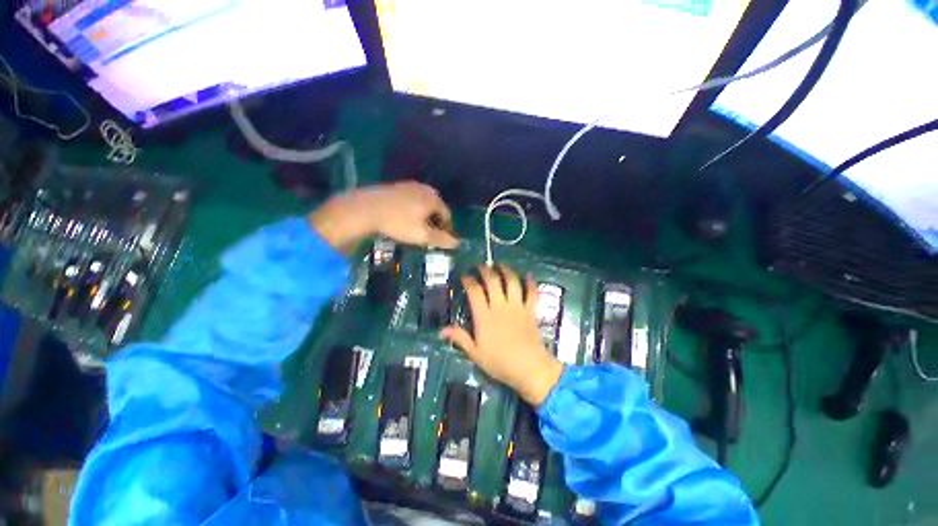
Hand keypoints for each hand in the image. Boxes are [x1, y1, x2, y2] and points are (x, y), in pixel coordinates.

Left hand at [309, 181, 459, 252]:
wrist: (366, 209)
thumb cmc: (399, 223)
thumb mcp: (423, 235)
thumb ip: (442, 239)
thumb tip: (458, 243)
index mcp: (434, 198)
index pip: (447, 215)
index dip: (445, 229)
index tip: (438, 240)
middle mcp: (425, 188)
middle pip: (436, 208)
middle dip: (434, 222)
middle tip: (427, 235)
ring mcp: (409, 185)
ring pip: (423, 204)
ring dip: (423, 216)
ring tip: (414, 229)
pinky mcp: (397, 186)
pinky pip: (411, 200)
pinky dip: (412, 210)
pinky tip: (403, 218)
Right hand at [440, 264, 562, 405]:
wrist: (529, 368)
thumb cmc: (499, 362)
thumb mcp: (475, 353)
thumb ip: (459, 338)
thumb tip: (441, 331)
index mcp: (484, 316)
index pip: (474, 291)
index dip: (468, 280)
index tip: (465, 275)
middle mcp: (500, 306)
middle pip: (492, 281)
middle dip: (485, 270)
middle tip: (481, 265)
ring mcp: (517, 306)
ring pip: (512, 282)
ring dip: (506, 270)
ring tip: (500, 264)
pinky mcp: (530, 310)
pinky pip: (532, 292)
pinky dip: (531, 283)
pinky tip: (528, 275)